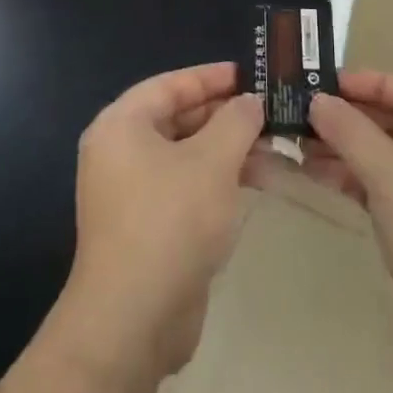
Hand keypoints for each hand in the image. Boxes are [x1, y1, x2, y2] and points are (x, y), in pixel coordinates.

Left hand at [51, 63, 262, 385]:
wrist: (133, 318)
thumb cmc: (170, 221)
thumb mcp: (212, 162)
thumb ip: (236, 122)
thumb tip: (251, 101)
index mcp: (121, 125)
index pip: (169, 84)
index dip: (211, 77)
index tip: (252, 74)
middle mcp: (118, 152)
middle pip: (176, 118)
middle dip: (224, 115)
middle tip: (270, 111)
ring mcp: (129, 192)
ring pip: (184, 155)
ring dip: (226, 150)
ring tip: (274, 147)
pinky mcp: (145, 226)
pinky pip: (184, 187)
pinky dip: (216, 180)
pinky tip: (254, 182)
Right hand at [303, 70, 392, 384]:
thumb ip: (352, 133)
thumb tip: (318, 100)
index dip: (374, 84)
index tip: (328, 84)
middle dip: (354, 119)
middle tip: (305, 114)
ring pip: (392, 160)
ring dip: (349, 151)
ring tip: (301, 144)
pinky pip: (389, 192)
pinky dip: (357, 182)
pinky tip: (319, 176)